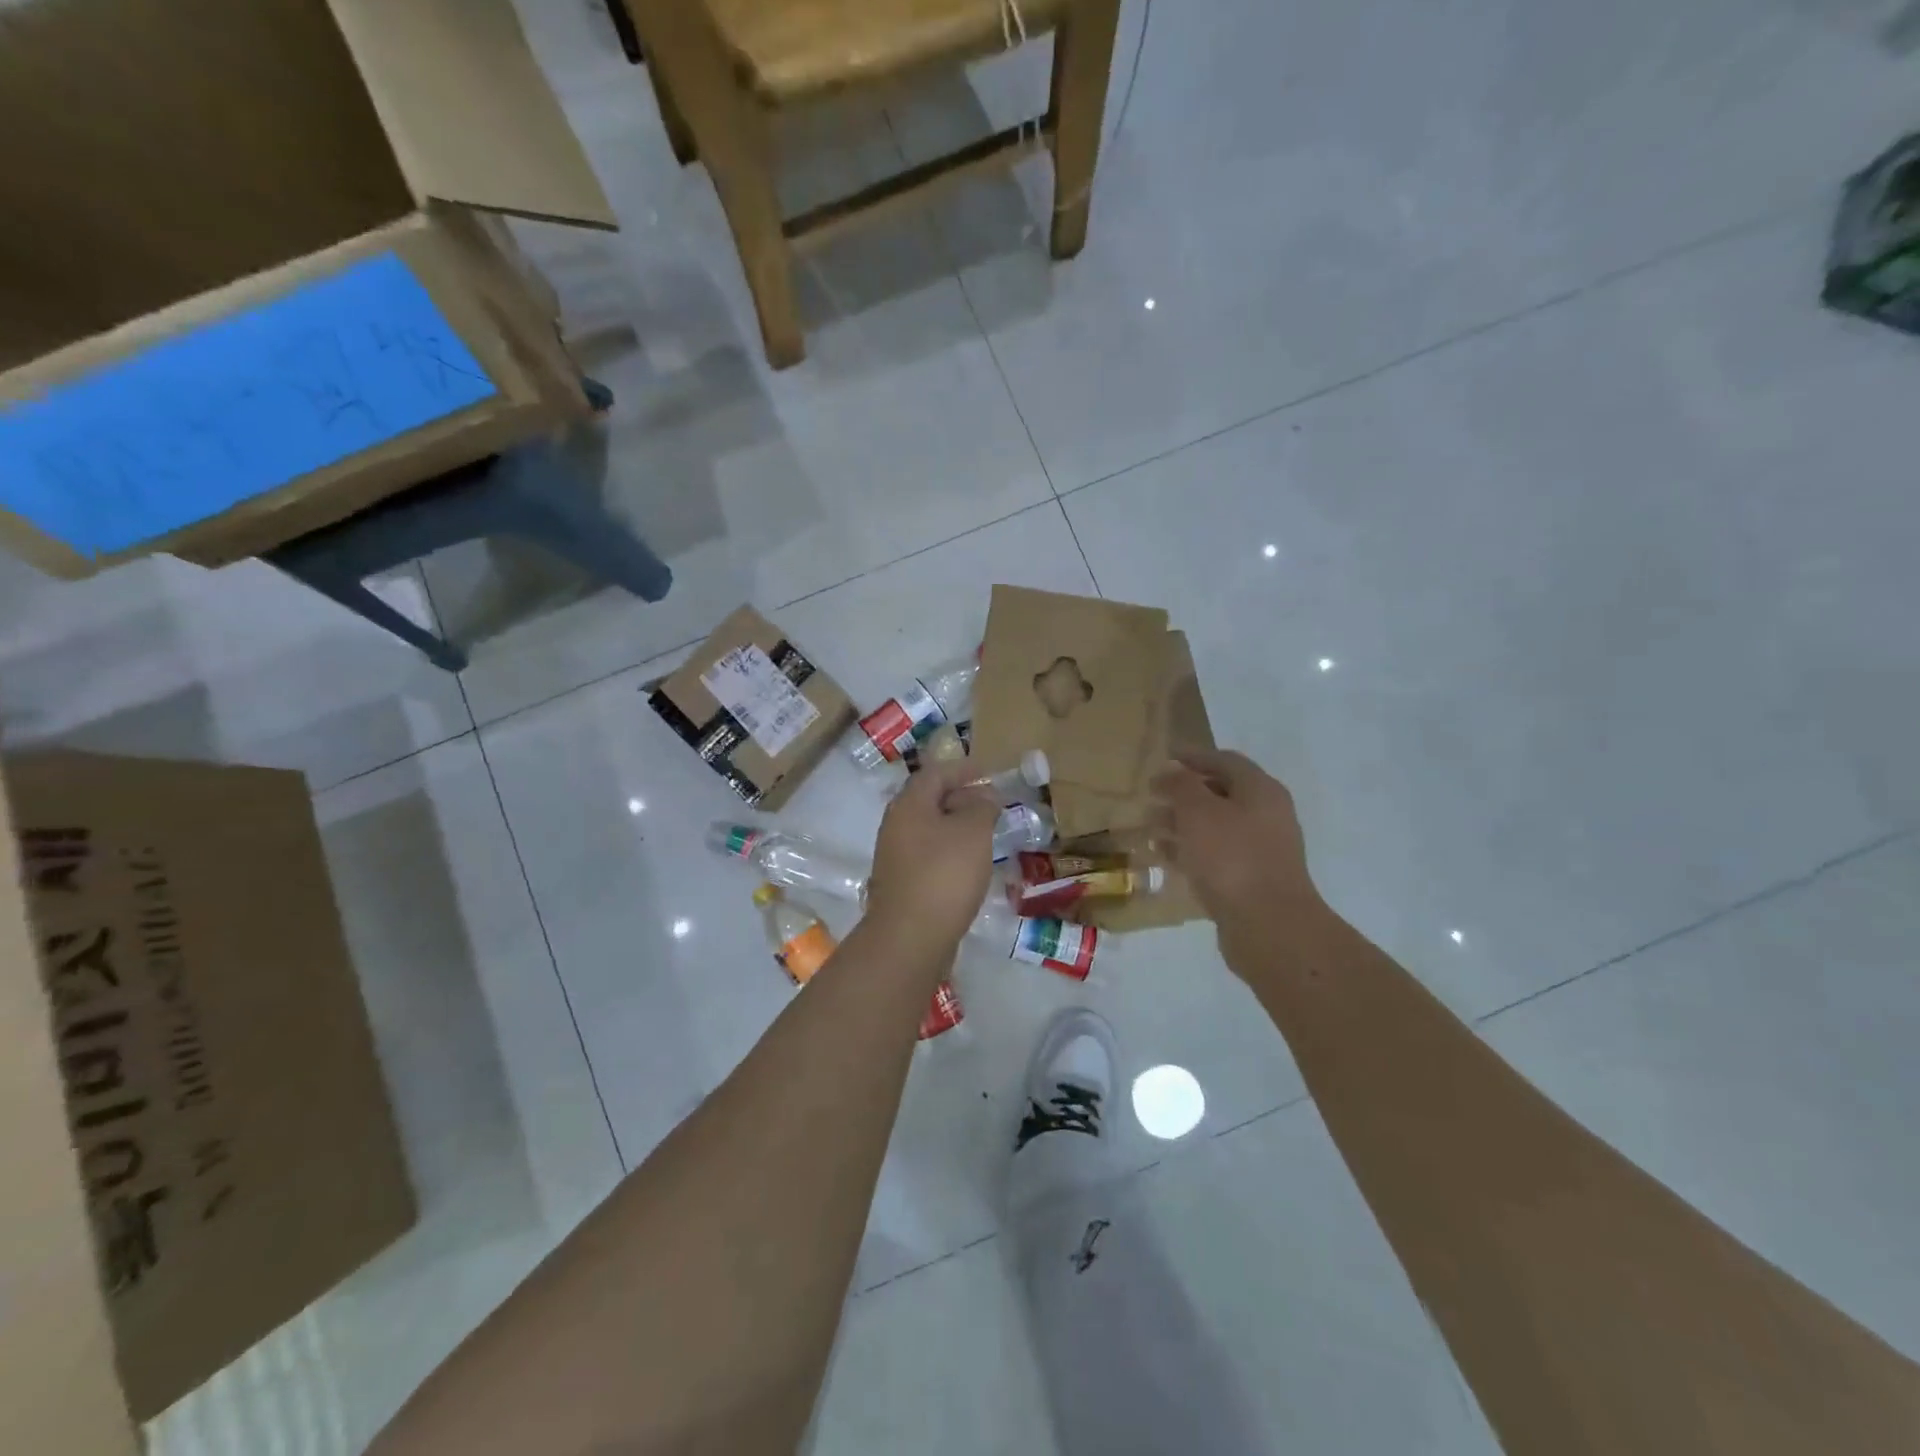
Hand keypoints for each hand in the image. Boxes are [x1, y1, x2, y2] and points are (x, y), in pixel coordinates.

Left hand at [864, 760, 999, 950]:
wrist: (910, 937)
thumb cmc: (944, 874)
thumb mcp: (973, 832)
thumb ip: (982, 807)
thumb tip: (985, 796)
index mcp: (909, 805)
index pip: (935, 773)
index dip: (963, 769)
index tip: (988, 772)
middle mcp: (896, 825)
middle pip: (929, 800)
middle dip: (961, 797)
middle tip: (992, 803)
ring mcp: (895, 856)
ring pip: (929, 829)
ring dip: (956, 826)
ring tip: (986, 833)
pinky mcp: (902, 883)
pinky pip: (928, 854)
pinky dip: (950, 850)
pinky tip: (969, 864)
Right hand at [1152, 749, 1324, 929]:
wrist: (1269, 926)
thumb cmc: (1231, 857)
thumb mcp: (1198, 812)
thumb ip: (1181, 786)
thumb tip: (1171, 771)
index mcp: (1260, 791)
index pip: (1225, 761)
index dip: (1194, 756)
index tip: (1165, 757)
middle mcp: (1266, 815)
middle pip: (1221, 794)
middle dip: (1184, 793)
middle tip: (1151, 796)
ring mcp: (1261, 850)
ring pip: (1215, 827)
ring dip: (1182, 823)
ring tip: (1150, 827)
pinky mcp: (1251, 880)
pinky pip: (1215, 855)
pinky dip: (1190, 850)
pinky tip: (1164, 856)